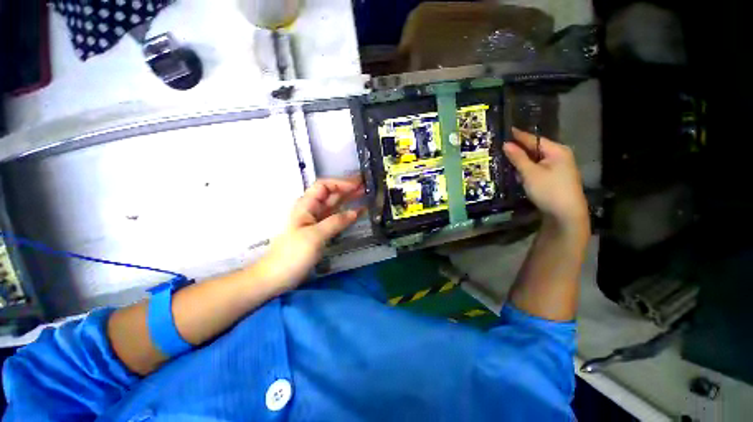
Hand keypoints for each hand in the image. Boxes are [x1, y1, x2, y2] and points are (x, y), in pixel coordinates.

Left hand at [252, 176, 364, 291]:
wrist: (276, 277)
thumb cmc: (292, 254)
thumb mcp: (315, 236)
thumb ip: (336, 222)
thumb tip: (355, 212)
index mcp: (306, 205)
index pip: (324, 186)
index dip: (341, 183)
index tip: (357, 185)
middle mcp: (311, 209)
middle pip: (331, 194)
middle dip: (347, 188)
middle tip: (365, 186)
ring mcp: (316, 221)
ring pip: (334, 205)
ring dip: (348, 199)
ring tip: (364, 195)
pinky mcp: (320, 231)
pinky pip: (335, 218)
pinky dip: (347, 214)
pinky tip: (358, 213)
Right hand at [503, 128, 588, 229]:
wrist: (566, 214)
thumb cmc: (548, 190)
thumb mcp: (530, 173)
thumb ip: (518, 158)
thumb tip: (506, 144)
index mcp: (556, 151)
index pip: (534, 139)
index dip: (519, 135)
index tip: (507, 129)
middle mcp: (560, 156)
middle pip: (536, 148)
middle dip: (520, 148)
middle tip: (503, 146)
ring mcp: (559, 168)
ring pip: (537, 159)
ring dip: (523, 160)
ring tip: (507, 158)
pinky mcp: (556, 178)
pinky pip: (539, 168)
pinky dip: (528, 168)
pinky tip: (519, 172)